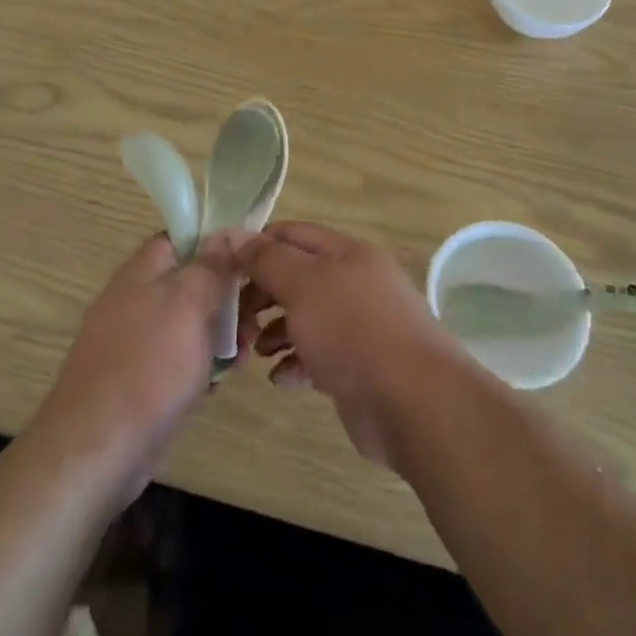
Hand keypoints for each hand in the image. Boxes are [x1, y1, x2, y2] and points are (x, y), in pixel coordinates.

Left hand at [34, 233, 235, 504]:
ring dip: (221, 334)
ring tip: (246, 354)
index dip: (217, 242)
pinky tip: (220, 383)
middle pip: (191, 281)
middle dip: (227, 296)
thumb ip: (210, 266)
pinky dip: (202, 366)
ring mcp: (137, 341)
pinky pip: (180, 359)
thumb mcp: (188, 303)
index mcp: (143, 271)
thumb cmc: (149, 365)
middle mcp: (137, 299)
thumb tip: (225, 233)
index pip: (182, 236)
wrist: (97, 449)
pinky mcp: (141, 380)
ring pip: (190, 323)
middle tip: (256, 318)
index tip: (251, 259)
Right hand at [204, 222, 467, 467]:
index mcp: (347, 253)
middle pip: (298, 278)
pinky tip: (281, 378)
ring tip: (255, 352)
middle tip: (234, 319)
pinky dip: (296, 364)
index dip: (256, 246)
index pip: (292, 235)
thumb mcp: (303, 284)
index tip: (223, 270)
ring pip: (306, 319)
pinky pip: (319, 357)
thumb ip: (266, 259)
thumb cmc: (352, 329)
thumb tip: (233, 234)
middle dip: (262, 295)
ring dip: (275, 332)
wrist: (412, 401)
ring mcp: (361, 327)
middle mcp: (356, 284)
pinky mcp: (360, 368)